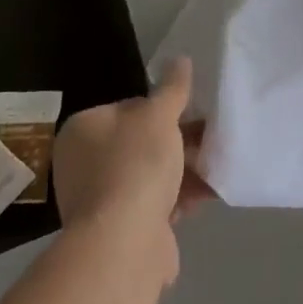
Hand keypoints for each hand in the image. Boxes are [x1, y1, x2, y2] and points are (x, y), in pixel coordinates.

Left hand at [52, 58, 214, 279]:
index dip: (162, 108)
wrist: (123, 244)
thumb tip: (180, 59)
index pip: (128, 107)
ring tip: (218, 163)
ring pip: (151, 175)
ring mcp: (100, 200)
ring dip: (183, 170)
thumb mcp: (160, 115)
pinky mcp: (119, 231)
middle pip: (141, 142)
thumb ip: (172, 88)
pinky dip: (179, 198)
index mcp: (84, 130)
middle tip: (211, 136)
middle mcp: (84, 164)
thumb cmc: (136, 164)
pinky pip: (155, 204)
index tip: (191, 112)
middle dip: (178, 141)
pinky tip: (209, 192)